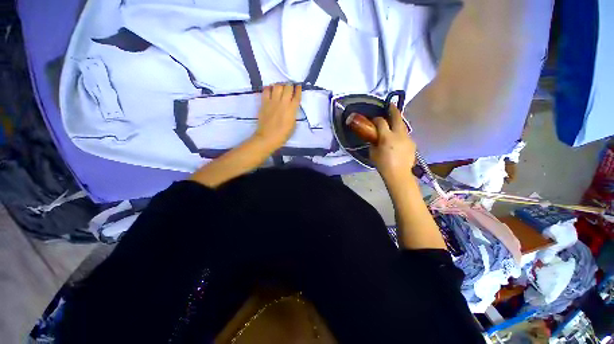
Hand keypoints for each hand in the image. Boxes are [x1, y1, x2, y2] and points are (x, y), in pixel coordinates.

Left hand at [252, 83, 301, 150]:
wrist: (268, 137)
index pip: (297, 95)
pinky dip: (269, 88)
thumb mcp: (293, 125)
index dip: (298, 89)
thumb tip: (292, 107)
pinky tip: (271, 89)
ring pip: (277, 86)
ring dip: (281, 85)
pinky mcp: (264, 102)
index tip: (298, 86)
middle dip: (290, 85)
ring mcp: (273, 101)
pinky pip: (266, 90)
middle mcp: (283, 102)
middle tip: (290, 87)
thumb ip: (293, 114)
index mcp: (292, 109)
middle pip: (288, 87)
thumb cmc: (283, 134)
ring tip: (281, 87)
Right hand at [370, 105, 415, 183]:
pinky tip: (398, 138)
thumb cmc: (382, 164)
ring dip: (398, 122)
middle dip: (393, 110)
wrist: (398, 174)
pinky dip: (401, 133)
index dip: (377, 119)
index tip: (374, 119)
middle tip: (390, 105)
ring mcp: (407, 138)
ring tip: (394, 122)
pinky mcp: (412, 143)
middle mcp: (399, 134)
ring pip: (403, 125)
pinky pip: (405, 135)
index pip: (381, 122)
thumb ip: (373, 143)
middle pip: (397, 118)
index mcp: (387, 137)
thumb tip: (374, 137)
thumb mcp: (373, 153)